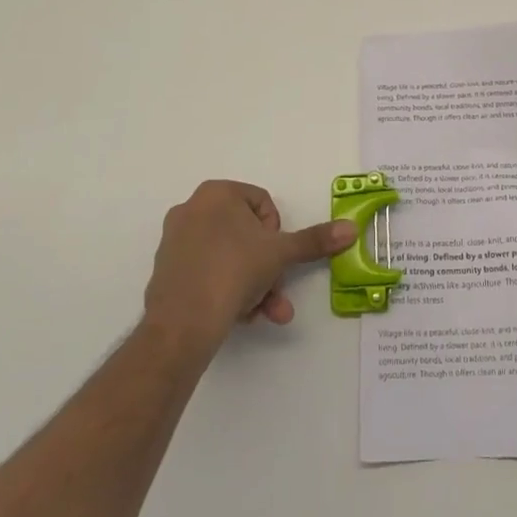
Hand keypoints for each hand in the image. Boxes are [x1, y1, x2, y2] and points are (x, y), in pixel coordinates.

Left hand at [143, 180, 355, 349]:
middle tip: (276, 290)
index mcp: (216, 193)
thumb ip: (314, 240)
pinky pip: (207, 274)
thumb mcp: (281, 253)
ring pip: (228, 258)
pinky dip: (226, 291)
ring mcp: (174, 242)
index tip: (277, 256)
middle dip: (267, 267)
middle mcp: (191, 209)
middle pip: (246, 235)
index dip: (277, 233)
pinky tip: (238, 316)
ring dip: (253, 285)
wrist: (182, 324)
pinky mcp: (166, 273)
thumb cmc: (234, 270)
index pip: (263, 204)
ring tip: (265, 313)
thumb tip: (351, 228)